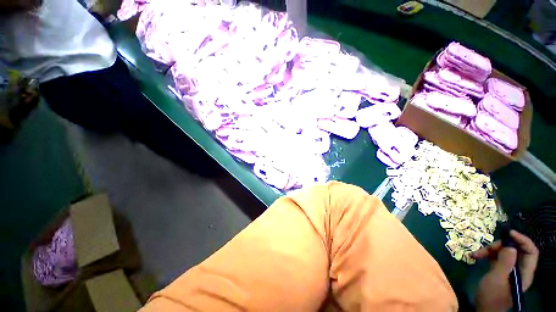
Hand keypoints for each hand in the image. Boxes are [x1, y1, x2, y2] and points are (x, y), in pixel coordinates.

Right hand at [472, 230, 538, 311]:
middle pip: (516, 249)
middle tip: (487, 248)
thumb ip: (505, 262)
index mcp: (524, 272)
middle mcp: (519, 269)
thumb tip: (510, 245)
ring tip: (476, 254)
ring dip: (490, 250)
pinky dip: (486, 254)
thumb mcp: (497, 279)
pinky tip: (475, 256)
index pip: (531, 251)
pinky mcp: (500, 269)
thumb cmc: (492, 295)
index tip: (508, 233)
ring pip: (504, 252)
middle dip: (501, 245)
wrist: (483, 308)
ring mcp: (509, 269)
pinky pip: (496, 256)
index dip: (522, 240)